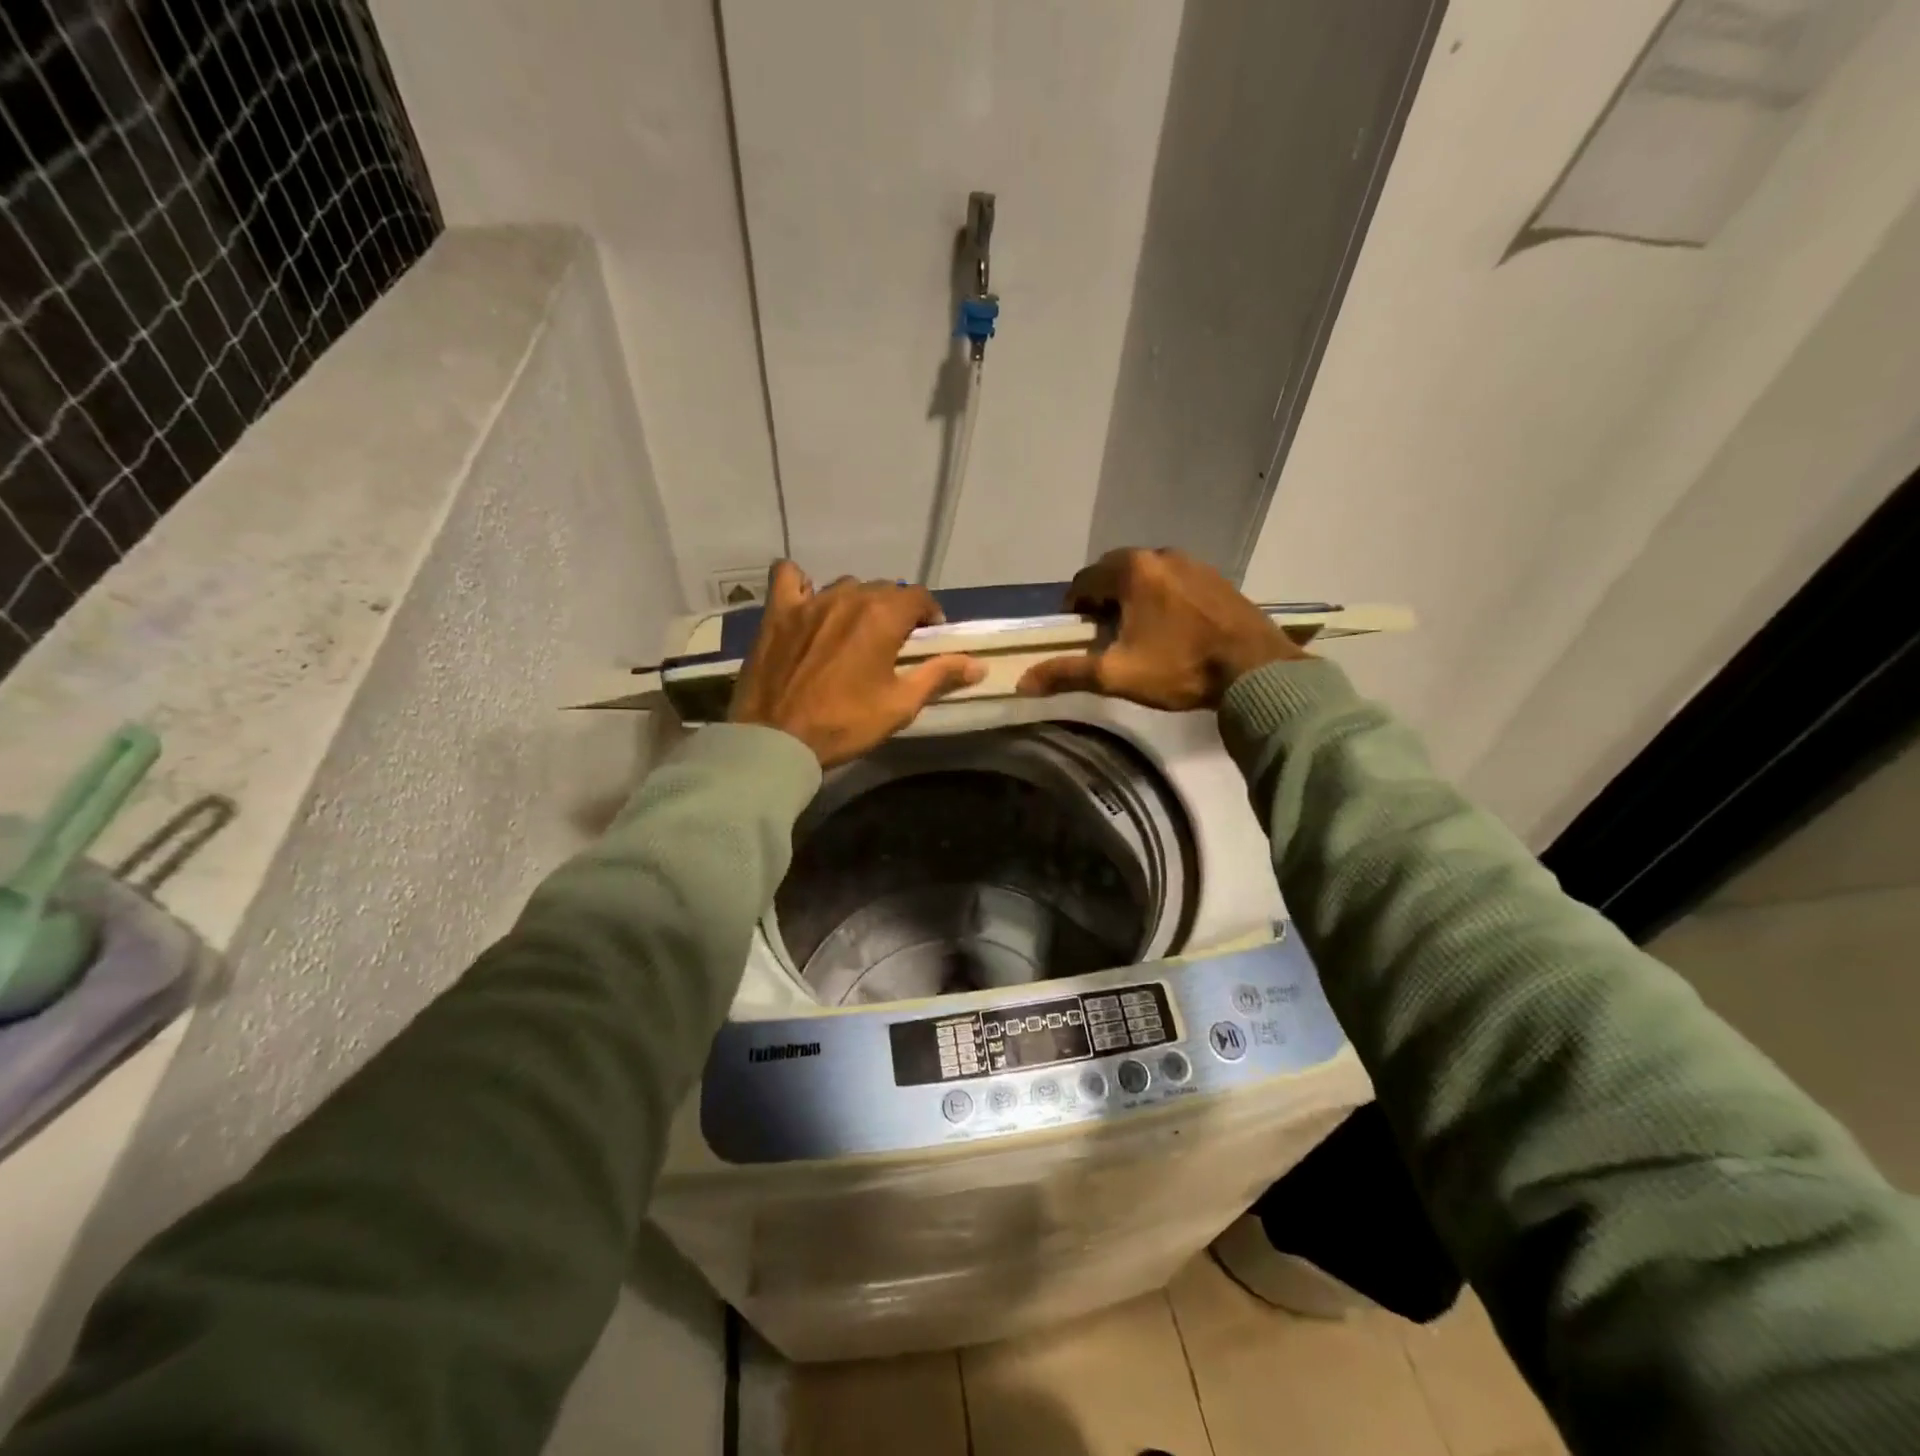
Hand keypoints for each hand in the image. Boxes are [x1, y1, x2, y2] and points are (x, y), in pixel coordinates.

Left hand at [730, 562, 986, 765]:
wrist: (778, 740)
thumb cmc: (845, 724)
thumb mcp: (900, 705)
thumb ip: (939, 675)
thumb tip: (979, 664)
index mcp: (883, 616)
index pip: (918, 596)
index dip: (929, 614)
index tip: (928, 637)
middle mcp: (848, 597)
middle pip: (883, 589)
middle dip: (895, 609)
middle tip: (893, 641)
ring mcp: (809, 601)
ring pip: (844, 585)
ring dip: (857, 601)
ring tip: (854, 630)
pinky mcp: (777, 612)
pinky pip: (788, 577)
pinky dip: (801, 583)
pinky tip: (806, 601)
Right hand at [1016, 548, 1307, 710]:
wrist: (1256, 671)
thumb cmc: (1180, 668)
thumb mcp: (1117, 675)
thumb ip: (1068, 673)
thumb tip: (1022, 682)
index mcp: (1132, 570)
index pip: (1084, 579)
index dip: (1073, 606)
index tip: (1076, 632)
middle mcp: (1161, 555)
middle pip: (1115, 571)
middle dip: (1102, 598)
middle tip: (1103, 633)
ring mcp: (1193, 563)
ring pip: (1147, 575)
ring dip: (1133, 597)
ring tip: (1136, 632)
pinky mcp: (1216, 578)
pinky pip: (1174, 581)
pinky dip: (1161, 597)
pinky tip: (1170, 627)